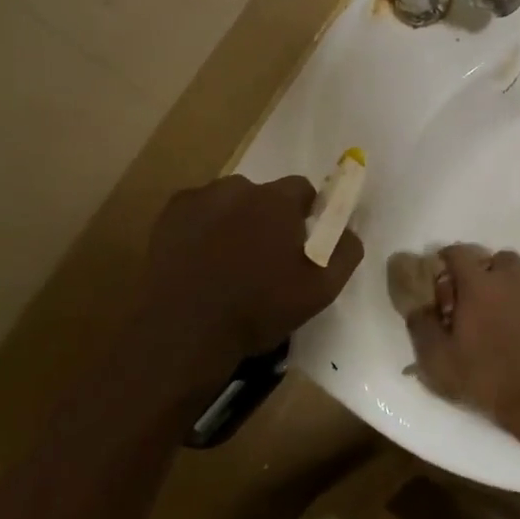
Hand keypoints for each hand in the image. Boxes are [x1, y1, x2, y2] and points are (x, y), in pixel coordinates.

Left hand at [138, 175, 363, 378]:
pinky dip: (202, 227)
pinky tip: (200, 259)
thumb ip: (345, 251)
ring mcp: (200, 197)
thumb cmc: (258, 309)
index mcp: (277, 200)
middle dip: (267, 217)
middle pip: (263, 195)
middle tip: (263, 257)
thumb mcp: (321, 289)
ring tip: (228, 262)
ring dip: (234, 221)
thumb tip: (350, 229)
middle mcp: (239, 187)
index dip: (304, 214)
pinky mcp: (170, 214)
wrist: (185, 332)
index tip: (299, 242)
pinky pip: (197, 212)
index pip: (302, 189)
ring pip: (228, 202)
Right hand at [405, 245, 519, 432]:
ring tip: (512, 304)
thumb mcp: (437, 360)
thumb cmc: (483, 376)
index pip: (459, 253)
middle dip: (489, 269)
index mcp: (478, 285)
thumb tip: (417, 306)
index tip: (443, 271)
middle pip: (501, 257)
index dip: (448, 257)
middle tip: (480, 294)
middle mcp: (511, 280)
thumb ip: (421, 326)